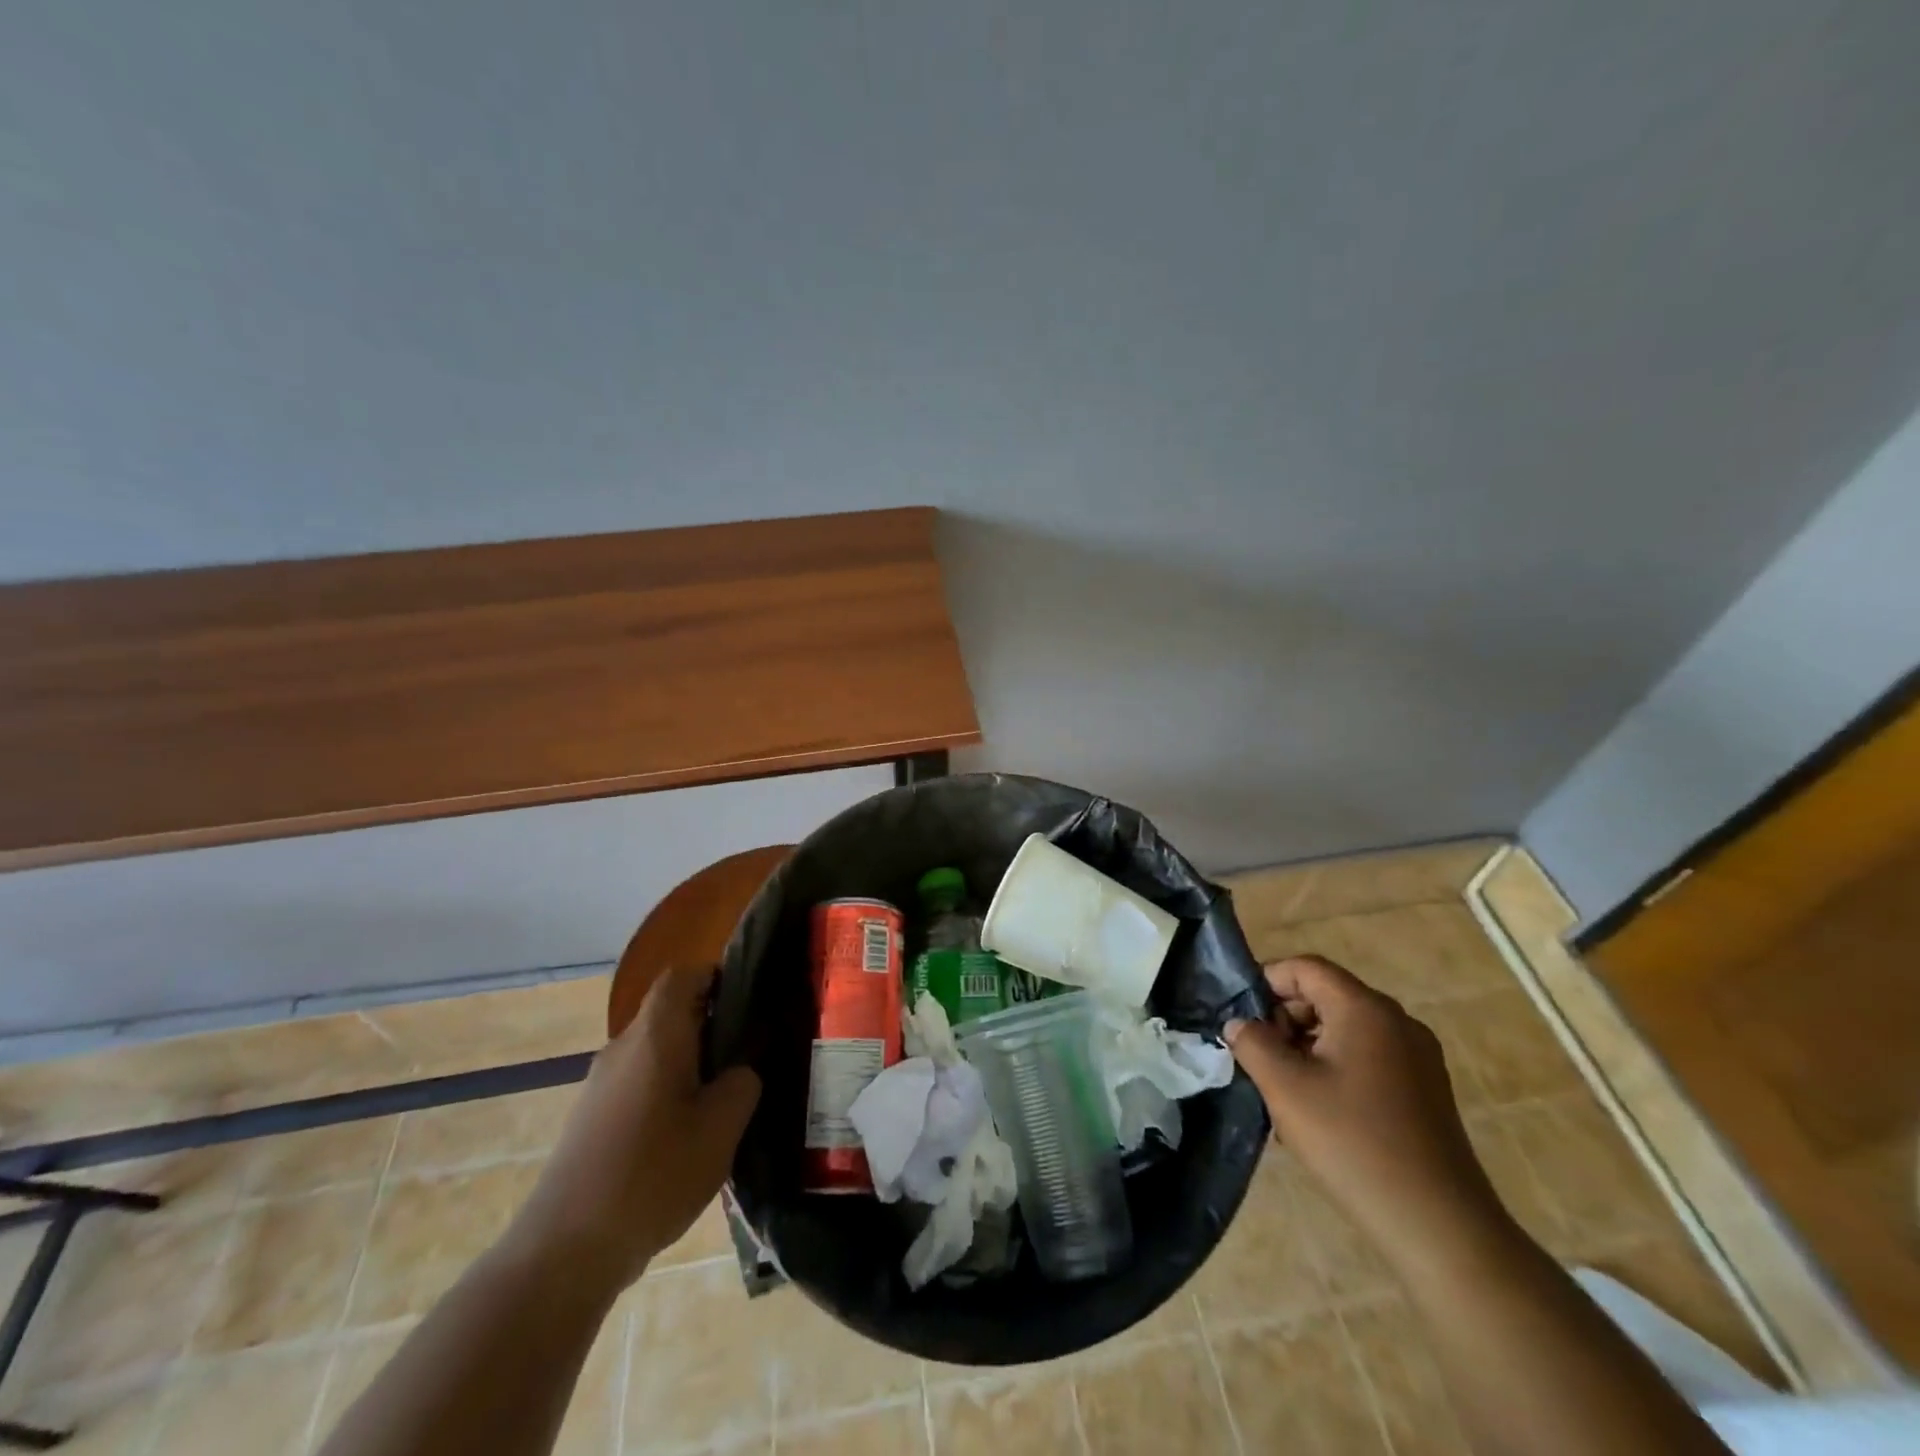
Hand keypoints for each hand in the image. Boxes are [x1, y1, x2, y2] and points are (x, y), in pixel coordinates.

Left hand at [507, 964, 761, 1292]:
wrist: (564, 1252)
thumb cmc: (652, 1175)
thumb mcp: (721, 1128)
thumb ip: (742, 1083)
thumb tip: (741, 1069)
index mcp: (655, 1035)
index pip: (682, 976)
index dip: (716, 976)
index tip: (749, 1000)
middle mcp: (623, 1047)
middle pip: (669, 1013)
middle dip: (711, 1025)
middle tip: (749, 1053)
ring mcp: (600, 1085)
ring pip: (655, 1052)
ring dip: (689, 1063)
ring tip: (723, 1099)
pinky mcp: (590, 1119)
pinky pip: (638, 1083)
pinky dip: (666, 1092)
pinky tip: (686, 1136)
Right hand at [1224, 955, 1514, 1273]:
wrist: (1438, 1226)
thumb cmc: (1353, 1142)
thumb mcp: (1285, 1087)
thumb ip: (1252, 1043)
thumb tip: (1239, 1024)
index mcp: (1365, 1009)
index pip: (1306, 967)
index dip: (1266, 982)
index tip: (1241, 1018)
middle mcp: (1397, 1021)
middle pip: (1326, 995)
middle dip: (1285, 1019)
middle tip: (1260, 1059)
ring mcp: (1417, 1057)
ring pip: (1344, 1029)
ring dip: (1306, 1047)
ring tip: (1285, 1092)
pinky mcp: (1425, 1090)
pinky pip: (1367, 1057)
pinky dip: (1335, 1068)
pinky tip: (1320, 1112)